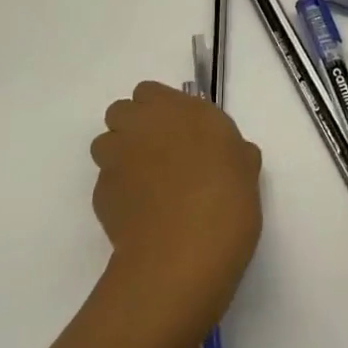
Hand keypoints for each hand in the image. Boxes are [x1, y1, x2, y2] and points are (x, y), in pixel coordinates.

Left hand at [91, 82, 262, 347]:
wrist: (184, 255)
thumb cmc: (227, 202)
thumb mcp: (246, 170)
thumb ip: (234, 152)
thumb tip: (229, 156)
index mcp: (182, 110)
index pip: (151, 92)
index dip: (161, 109)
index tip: (181, 130)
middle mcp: (144, 126)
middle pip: (122, 112)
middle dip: (134, 127)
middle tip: (161, 153)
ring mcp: (117, 159)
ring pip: (106, 144)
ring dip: (121, 155)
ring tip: (146, 183)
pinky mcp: (101, 195)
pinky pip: (106, 181)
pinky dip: (118, 190)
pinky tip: (141, 212)